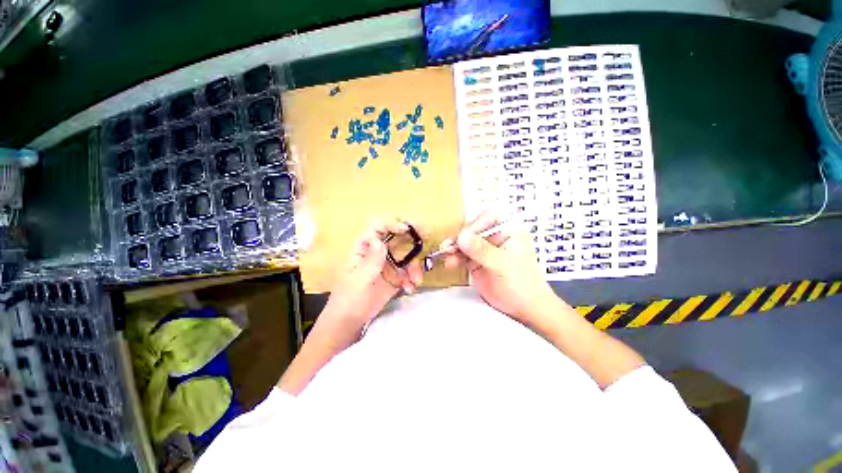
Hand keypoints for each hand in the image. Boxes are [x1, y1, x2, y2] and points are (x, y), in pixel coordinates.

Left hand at [321, 219, 423, 332]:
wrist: (351, 320)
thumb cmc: (348, 298)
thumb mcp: (358, 280)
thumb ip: (370, 261)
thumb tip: (380, 241)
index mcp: (365, 247)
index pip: (378, 227)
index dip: (392, 224)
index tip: (406, 229)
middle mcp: (378, 251)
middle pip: (397, 236)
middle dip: (413, 235)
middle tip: (427, 234)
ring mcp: (389, 262)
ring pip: (407, 254)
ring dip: (414, 265)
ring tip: (415, 280)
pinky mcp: (396, 275)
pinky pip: (409, 270)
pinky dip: (413, 277)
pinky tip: (410, 288)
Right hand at [442, 211, 559, 323]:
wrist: (523, 308)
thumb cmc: (522, 284)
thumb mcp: (502, 264)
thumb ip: (481, 250)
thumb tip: (462, 237)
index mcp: (509, 230)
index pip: (489, 218)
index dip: (474, 225)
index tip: (464, 236)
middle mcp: (496, 236)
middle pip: (473, 229)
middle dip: (460, 238)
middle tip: (449, 246)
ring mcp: (485, 249)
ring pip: (465, 242)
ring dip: (454, 248)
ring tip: (446, 255)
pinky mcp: (477, 260)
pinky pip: (462, 255)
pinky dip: (455, 258)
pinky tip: (449, 263)